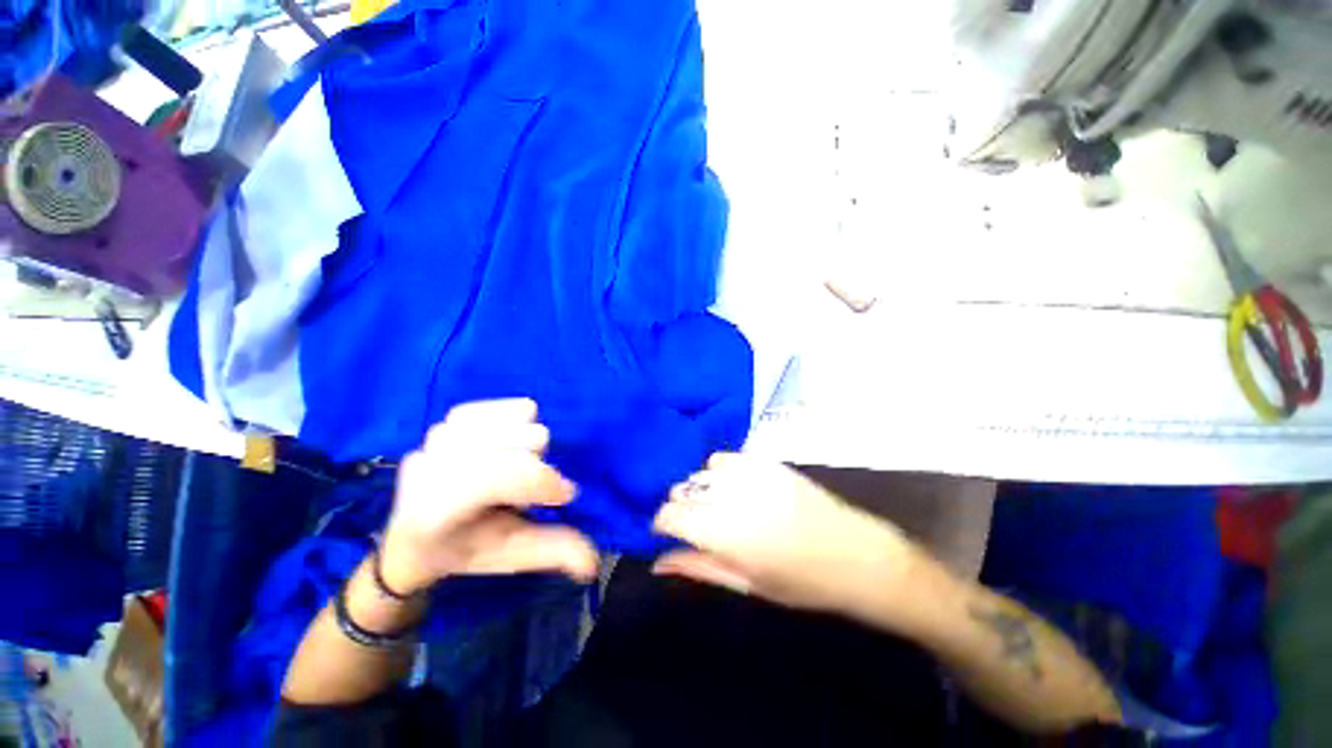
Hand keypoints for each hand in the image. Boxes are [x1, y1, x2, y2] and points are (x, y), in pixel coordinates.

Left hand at [379, 399, 598, 593]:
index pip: (498, 477)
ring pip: (506, 423)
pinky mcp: (445, 422)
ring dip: (523, 444)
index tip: (564, 495)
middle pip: (513, 445)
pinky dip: (511, 419)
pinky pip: (495, 407)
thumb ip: (552, 553)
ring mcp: (435, 441)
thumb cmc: (463, 549)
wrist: (411, 535)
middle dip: (534, 467)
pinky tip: (511, 437)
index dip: (540, 482)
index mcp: (438, 511)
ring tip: (516, 464)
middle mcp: (431, 469)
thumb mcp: (508, 556)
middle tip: (524, 492)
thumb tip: (594, 562)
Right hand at [652, 454, 922, 619]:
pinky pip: (724, 459)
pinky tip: (733, 486)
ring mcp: (750, 473)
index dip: (662, 523)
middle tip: (697, 525)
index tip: (667, 532)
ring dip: (700, 489)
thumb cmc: (800, 582)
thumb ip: (697, 568)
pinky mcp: (765, 461)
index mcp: (725, 533)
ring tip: (717, 505)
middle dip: (681, 506)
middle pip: (682, 489)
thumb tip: (656, 562)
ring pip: (700, 472)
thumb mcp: (746, 583)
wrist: (854, 554)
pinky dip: (719, 472)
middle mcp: (732, 496)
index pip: (670, 514)